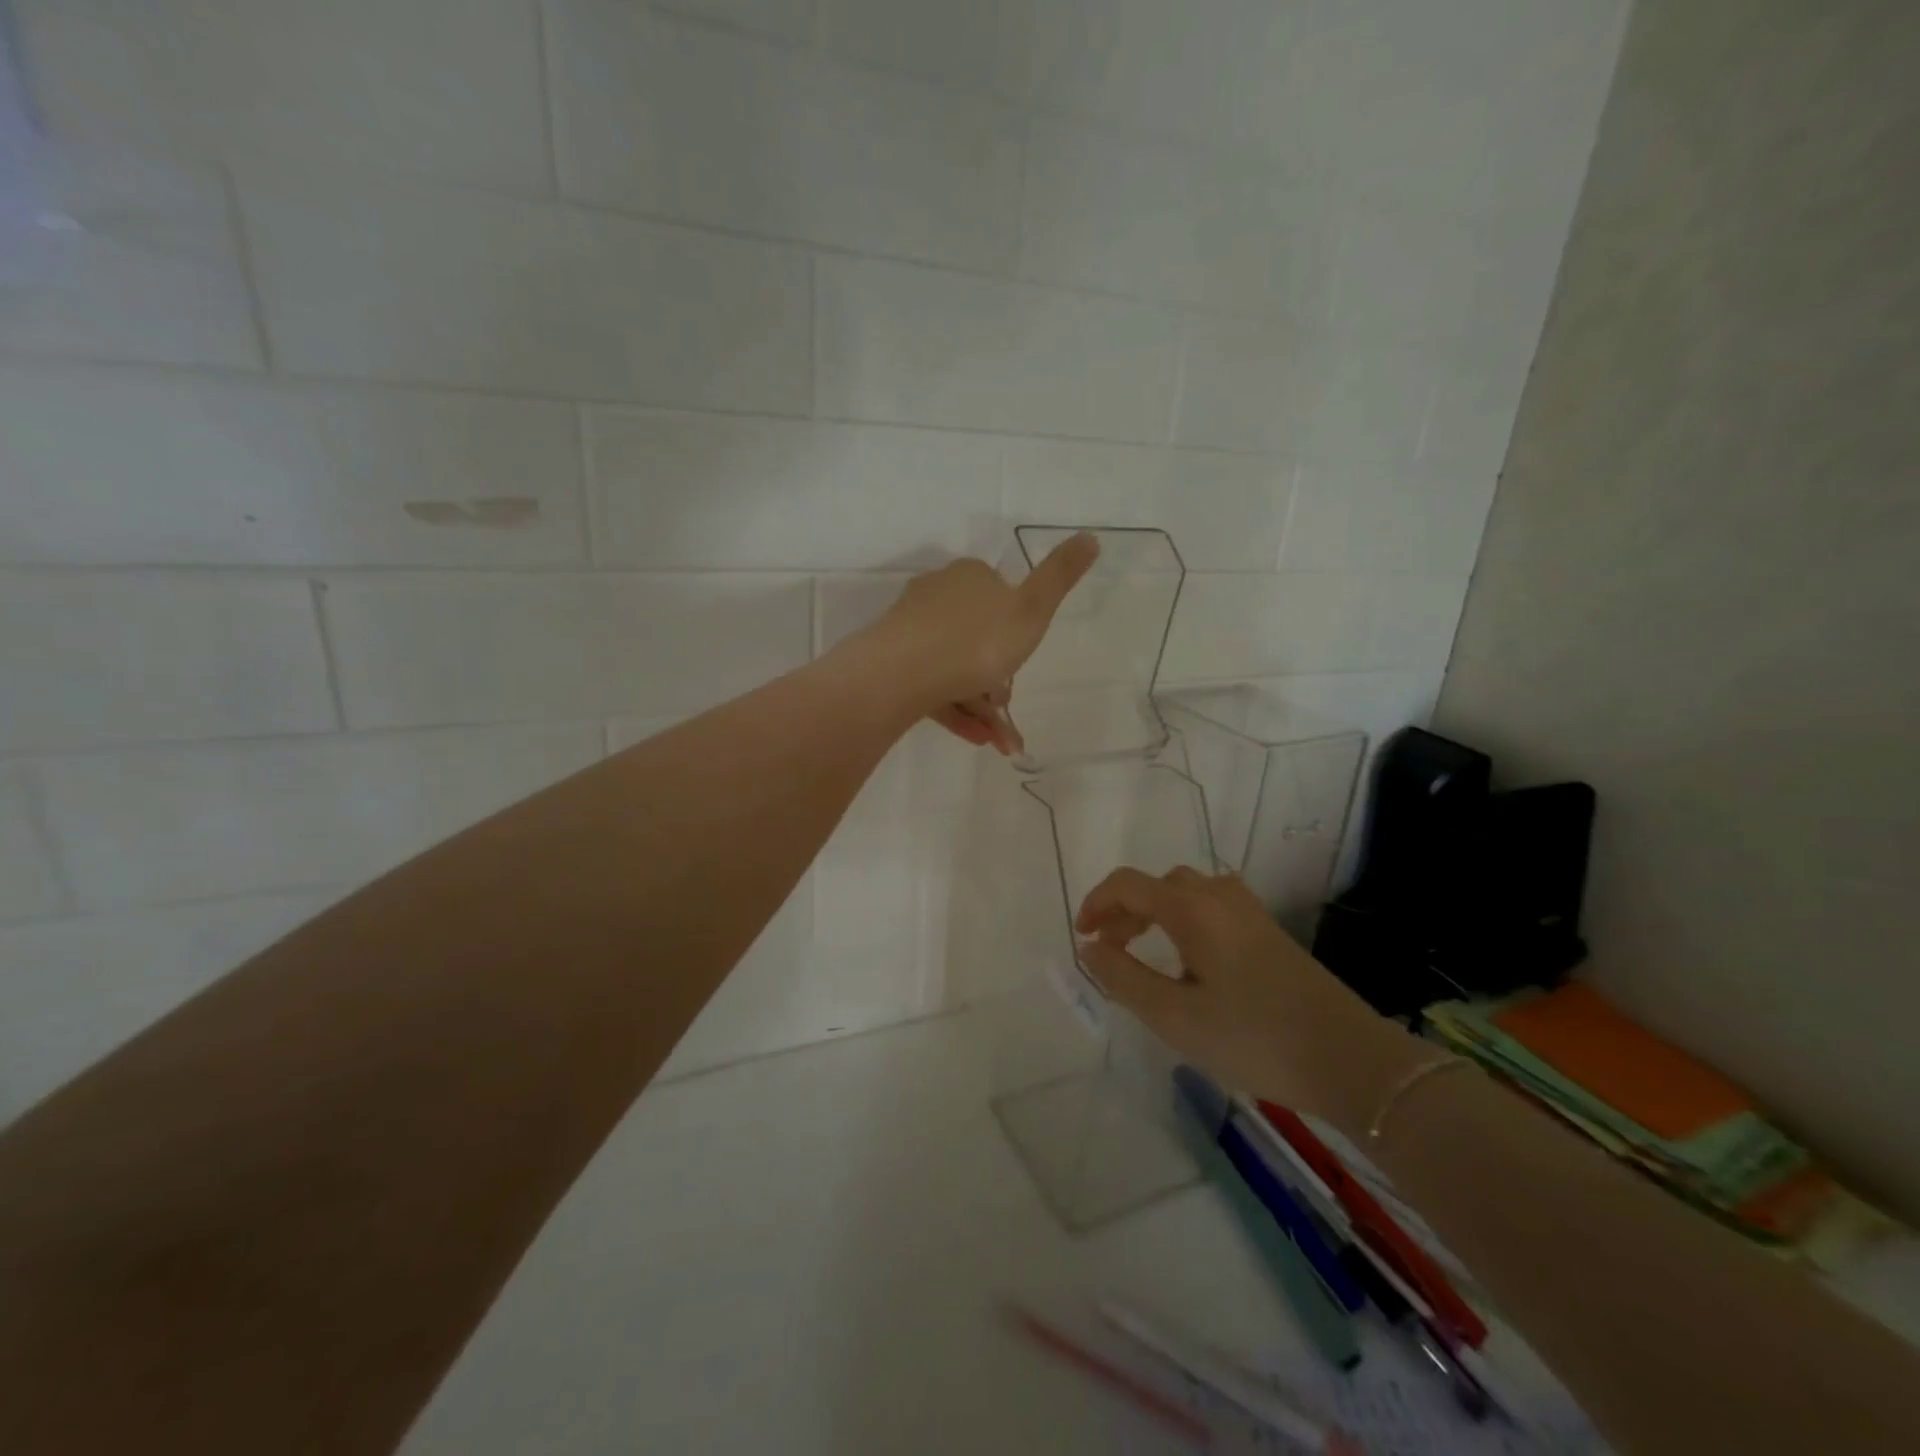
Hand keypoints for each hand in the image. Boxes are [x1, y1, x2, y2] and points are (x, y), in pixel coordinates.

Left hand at [872, 533, 1097, 754]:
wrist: (903, 673)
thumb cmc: (976, 640)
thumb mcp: (1031, 609)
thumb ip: (1060, 576)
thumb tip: (1091, 536)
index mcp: (970, 577)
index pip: (1001, 596)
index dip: (1017, 630)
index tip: (1023, 660)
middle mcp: (937, 595)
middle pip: (977, 637)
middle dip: (997, 678)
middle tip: (1008, 709)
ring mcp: (912, 629)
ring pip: (956, 667)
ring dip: (981, 705)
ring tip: (998, 741)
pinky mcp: (894, 662)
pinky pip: (933, 687)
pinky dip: (957, 711)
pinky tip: (977, 738)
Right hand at [1074, 867, 1425, 1133]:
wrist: (1349, 1058)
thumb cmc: (1252, 1037)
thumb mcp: (1174, 1016)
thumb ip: (1123, 977)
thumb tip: (1089, 948)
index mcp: (1192, 908)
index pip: (1128, 884)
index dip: (1096, 903)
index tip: (1082, 937)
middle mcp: (1219, 895)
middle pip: (1157, 884)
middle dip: (1124, 911)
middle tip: (1109, 950)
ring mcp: (1248, 911)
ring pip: (1186, 892)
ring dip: (1154, 913)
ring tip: (1143, 953)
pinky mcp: (1268, 931)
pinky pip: (1211, 906)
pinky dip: (1183, 920)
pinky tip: (1188, 960)